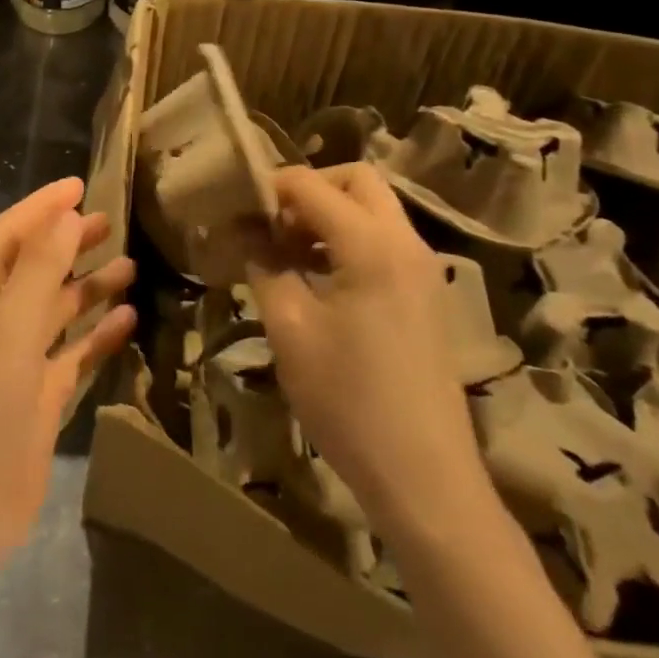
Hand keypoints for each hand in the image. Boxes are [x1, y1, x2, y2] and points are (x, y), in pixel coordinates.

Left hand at [0, 177, 135, 569]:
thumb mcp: (9, 325)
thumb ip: (38, 268)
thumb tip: (64, 215)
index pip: (11, 234)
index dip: (41, 207)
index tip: (80, 185)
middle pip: (36, 267)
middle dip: (69, 241)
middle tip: (111, 222)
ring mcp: (18, 361)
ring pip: (57, 309)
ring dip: (89, 286)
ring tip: (130, 266)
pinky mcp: (39, 399)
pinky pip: (73, 355)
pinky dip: (97, 336)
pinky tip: (128, 321)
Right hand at [250, 163, 490, 540]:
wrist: (424, 478)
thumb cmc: (348, 400)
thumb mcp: (290, 329)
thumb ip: (265, 266)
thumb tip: (245, 230)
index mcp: (371, 245)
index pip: (310, 185)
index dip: (267, 188)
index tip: (234, 210)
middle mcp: (404, 243)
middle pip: (355, 180)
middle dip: (307, 189)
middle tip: (269, 223)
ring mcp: (422, 268)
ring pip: (372, 209)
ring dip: (327, 214)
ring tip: (285, 252)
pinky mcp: (425, 294)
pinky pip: (383, 240)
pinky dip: (347, 239)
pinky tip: (316, 278)